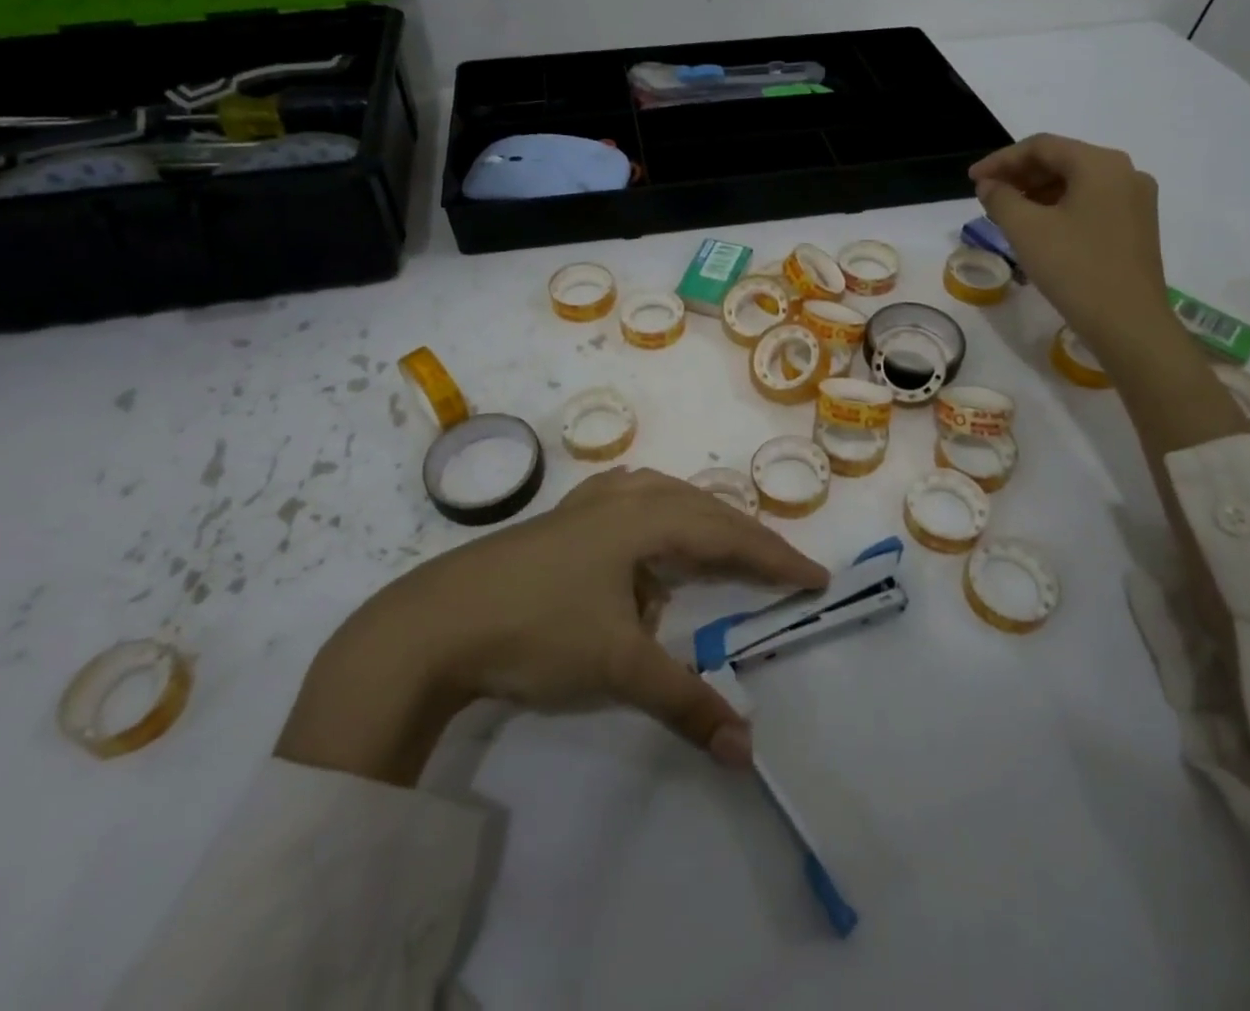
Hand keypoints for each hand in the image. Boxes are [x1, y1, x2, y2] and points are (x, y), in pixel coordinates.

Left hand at [275, 468, 828, 785]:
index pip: (727, 535)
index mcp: (644, 519)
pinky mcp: (561, 518)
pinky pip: (629, 502)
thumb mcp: (617, 667)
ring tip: (719, 551)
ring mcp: (586, 503)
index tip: (817, 577)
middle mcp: (622, 498)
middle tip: (780, 570)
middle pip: (702, 507)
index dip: (775, 558)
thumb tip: (747, 752)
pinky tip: (645, 542)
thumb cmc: (535, 631)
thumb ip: (686, 703)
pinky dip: (657, 519)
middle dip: (745, 538)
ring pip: (664, 497)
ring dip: (700, 522)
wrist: (432, 624)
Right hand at [969, 133, 1171, 352]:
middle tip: (986, 194)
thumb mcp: (1025, 229)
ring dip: (1037, 192)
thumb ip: (1001, 198)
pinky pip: (1090, 203)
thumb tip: (990, 185)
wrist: (1129, 323)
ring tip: (1006, 212)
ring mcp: (1136, 201)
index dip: (1001, 159)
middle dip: (1019, 175)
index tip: (972, 179)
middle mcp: (1125, 173)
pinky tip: (1037, 228)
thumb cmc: (1074, 268)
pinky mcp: (1137, 226)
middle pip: (1062, 161)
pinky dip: (1059, 207)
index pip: (1041, 146)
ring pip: (1076, 183)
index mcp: (1100, 164)